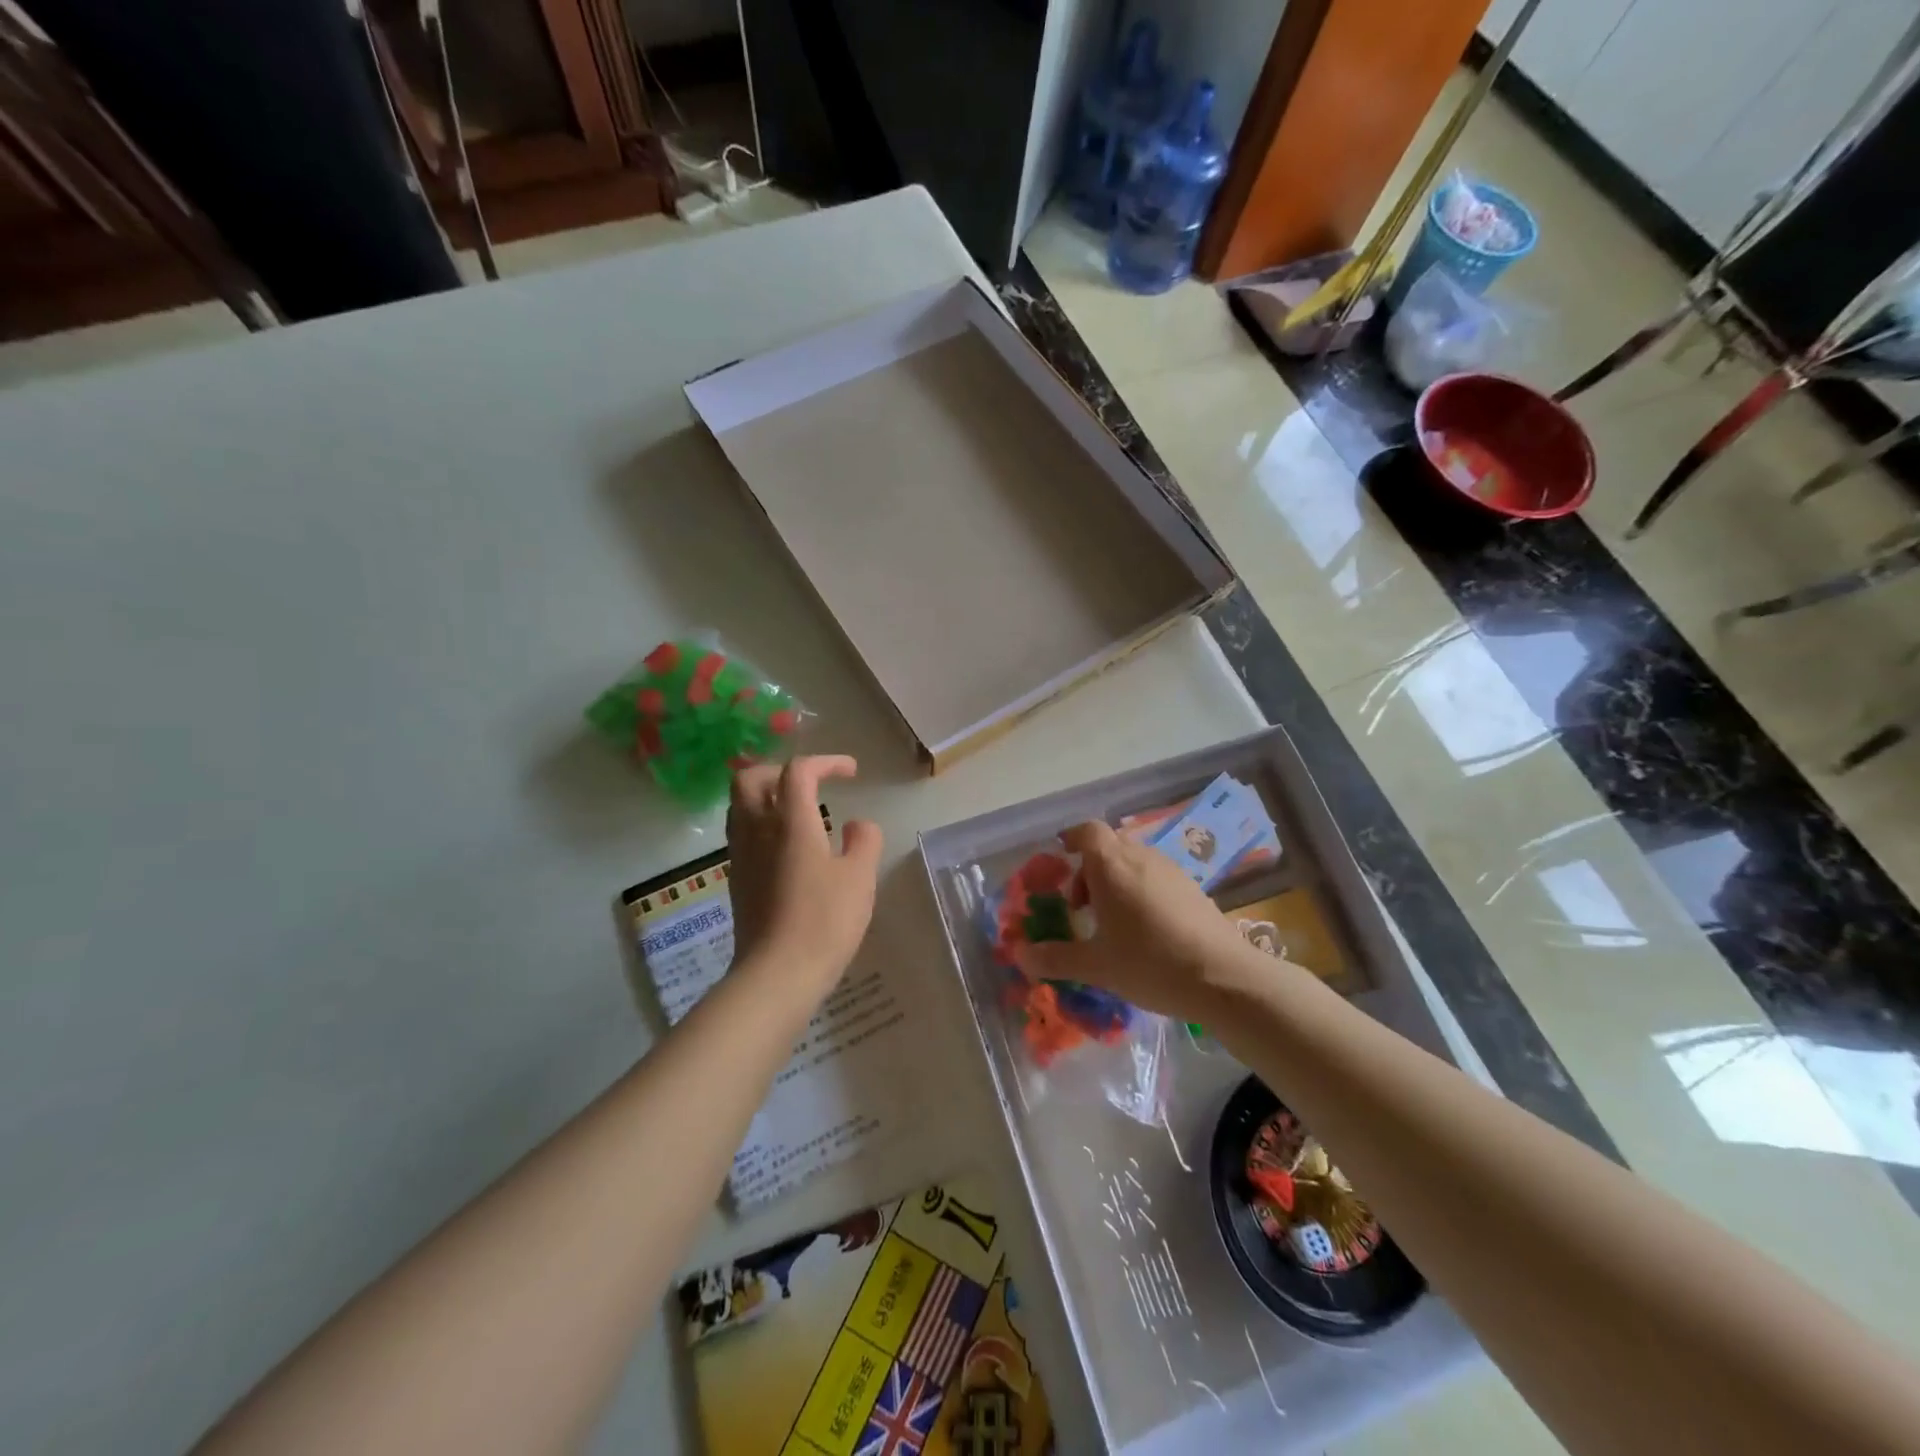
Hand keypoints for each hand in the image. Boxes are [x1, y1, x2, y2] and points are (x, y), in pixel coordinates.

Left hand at [726, 755, 882, 998]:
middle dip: (780, 770)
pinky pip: (742, 834)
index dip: (826, 762)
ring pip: (740, 806)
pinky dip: (762, 824)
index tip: (851, 773)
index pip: (798, 770)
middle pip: (750, 778)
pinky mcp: (737, 880)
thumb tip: (858, 825)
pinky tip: (788, 848)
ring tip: (798, 812)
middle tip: (811, 783)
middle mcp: (758, 830)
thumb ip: (864, 842)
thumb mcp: (860, 878)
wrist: (777, 974)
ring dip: (767, 796)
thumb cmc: (824, 922)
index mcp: (790, 823)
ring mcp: (741, 855)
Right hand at [1014, 820, 1278, 1022]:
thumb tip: (1019, 956)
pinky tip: (1145, 930)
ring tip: (1111, 922)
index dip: (1071, 839)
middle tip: (1080, 905)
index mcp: (1111, 866)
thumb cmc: (1150, 963)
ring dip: (1115, 880)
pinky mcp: (1192, 888)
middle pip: (1109, 845)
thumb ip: (1055, 958)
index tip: (1060, 859)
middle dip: (1089, 868)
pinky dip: (1140, 890)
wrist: (1224, 978)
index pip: (1087, 831)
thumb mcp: (1096, 966)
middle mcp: (1141, 857)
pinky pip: (1155, 876)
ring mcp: (1171, 870)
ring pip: (1133, 860)